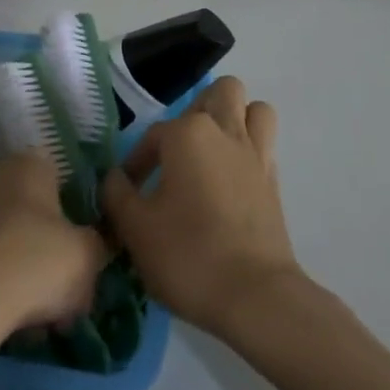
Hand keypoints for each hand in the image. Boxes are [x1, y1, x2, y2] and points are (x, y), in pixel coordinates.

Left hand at [0, 150, 108, 344]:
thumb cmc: (33, 263)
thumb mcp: (88, 255)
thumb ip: (99, 245)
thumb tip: (93, 250)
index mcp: (29, 164)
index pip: (63, 177)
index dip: (79, 212)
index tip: (89, 247)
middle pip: (38, 214)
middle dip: (54, 249)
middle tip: (71, 288)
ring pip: (14, 243)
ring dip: (30, 273)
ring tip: (46, 316)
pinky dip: (3, 287)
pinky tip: (16, 321)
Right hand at [100, 76, 302, 340]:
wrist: (254, 296)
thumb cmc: (187, 255)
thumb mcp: (134, 228)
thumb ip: (117, 194)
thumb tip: (114, 177)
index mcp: (188, 134)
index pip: (154, 134)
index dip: (136, 162)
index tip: (129, 192)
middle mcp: (226, 131)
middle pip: (221, 93)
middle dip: (199, 111)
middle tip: (179, 150)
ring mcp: (257, 153)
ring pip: (254, 110)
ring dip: (234, 120)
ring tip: (211, 153)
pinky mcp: (275, 180)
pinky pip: (264, 144)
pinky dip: (248, 150)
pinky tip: (229, 181)